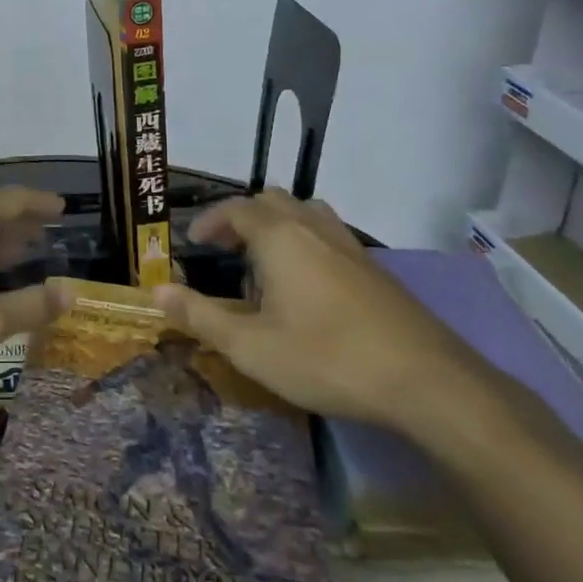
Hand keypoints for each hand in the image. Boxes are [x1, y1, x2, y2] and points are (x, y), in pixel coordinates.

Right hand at [155, 190, 493, 433]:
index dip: (209, 221)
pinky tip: (307, 288)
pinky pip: (329, 236)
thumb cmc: (326, 358)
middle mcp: (314, 228)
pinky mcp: (376, 269)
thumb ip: (200, 316)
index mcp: (280, 237)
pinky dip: (305, 244)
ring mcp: (351, 246)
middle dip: (242, 218)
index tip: (192, 243)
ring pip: (306, 213)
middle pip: (272, 201)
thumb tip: (157, 292)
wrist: (425, 380)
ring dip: (278, 226)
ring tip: (265, 264)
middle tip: (225, 251)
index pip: (236, 209)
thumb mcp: (250, 347)